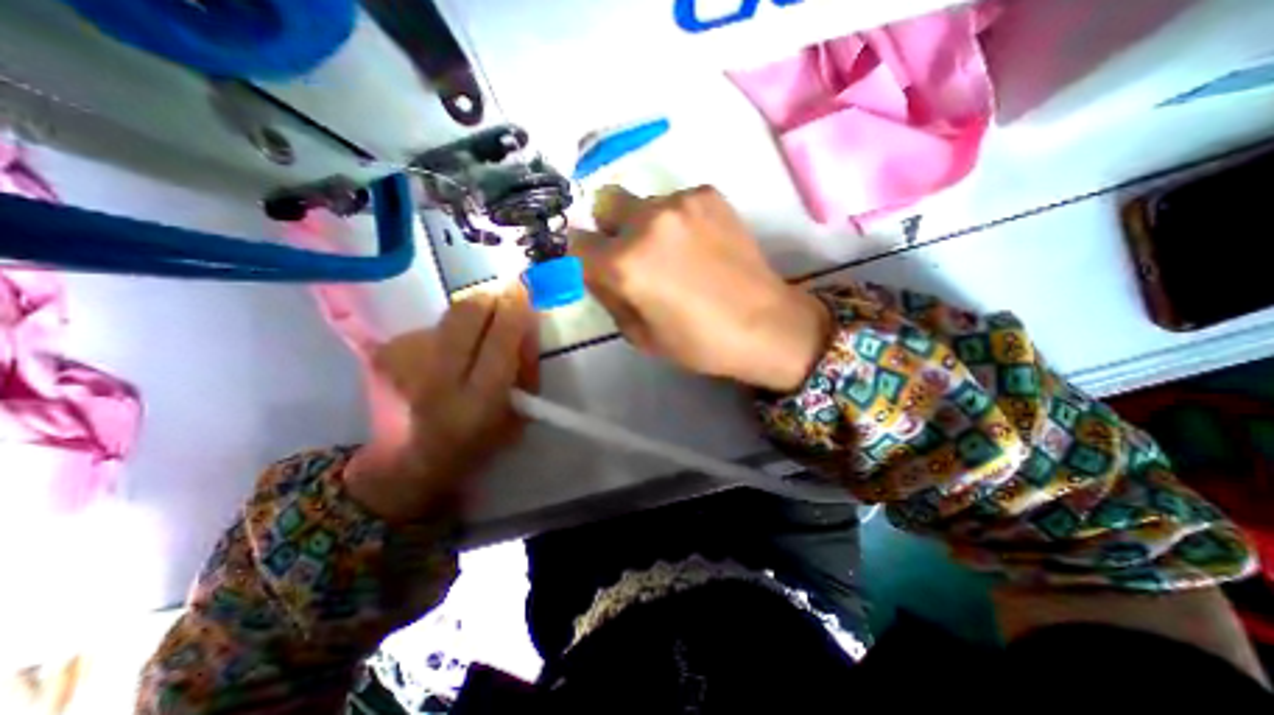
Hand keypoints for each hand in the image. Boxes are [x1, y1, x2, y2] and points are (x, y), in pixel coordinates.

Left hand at [342, 284, 533, 523]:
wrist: (404, 465)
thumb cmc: (474, 445)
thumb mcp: (518, 418)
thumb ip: (526, 369)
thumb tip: (527, 321)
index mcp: (476, 402)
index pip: (500, 339)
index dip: (515, 308)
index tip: (523, 289)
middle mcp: (435, 378)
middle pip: (466, 312)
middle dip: (491, 298)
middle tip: (503, 300)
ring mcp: (402, 362)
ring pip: (449, 315)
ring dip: (470, 320)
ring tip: (471, 344)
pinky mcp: (383, 352)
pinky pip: (431, 327)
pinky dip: (447, 334)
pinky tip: (444, 357)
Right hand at [571, 185, 830, 390]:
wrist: (766, 324)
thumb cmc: (700, 342)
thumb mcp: (640, 336)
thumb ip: (609, 297)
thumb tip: (597, 272)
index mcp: (625, 264)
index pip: (574, 244)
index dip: (581, 257)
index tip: (594, 268)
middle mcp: (647, 221)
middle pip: (604, 206)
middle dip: (610, 231)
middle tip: (636, 259)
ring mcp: (681, 201)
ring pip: (642, 203)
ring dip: (645, 226)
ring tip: (676, 255)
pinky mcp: (709, 194)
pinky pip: (675, 202)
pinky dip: (677, 221)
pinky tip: (700, 246)